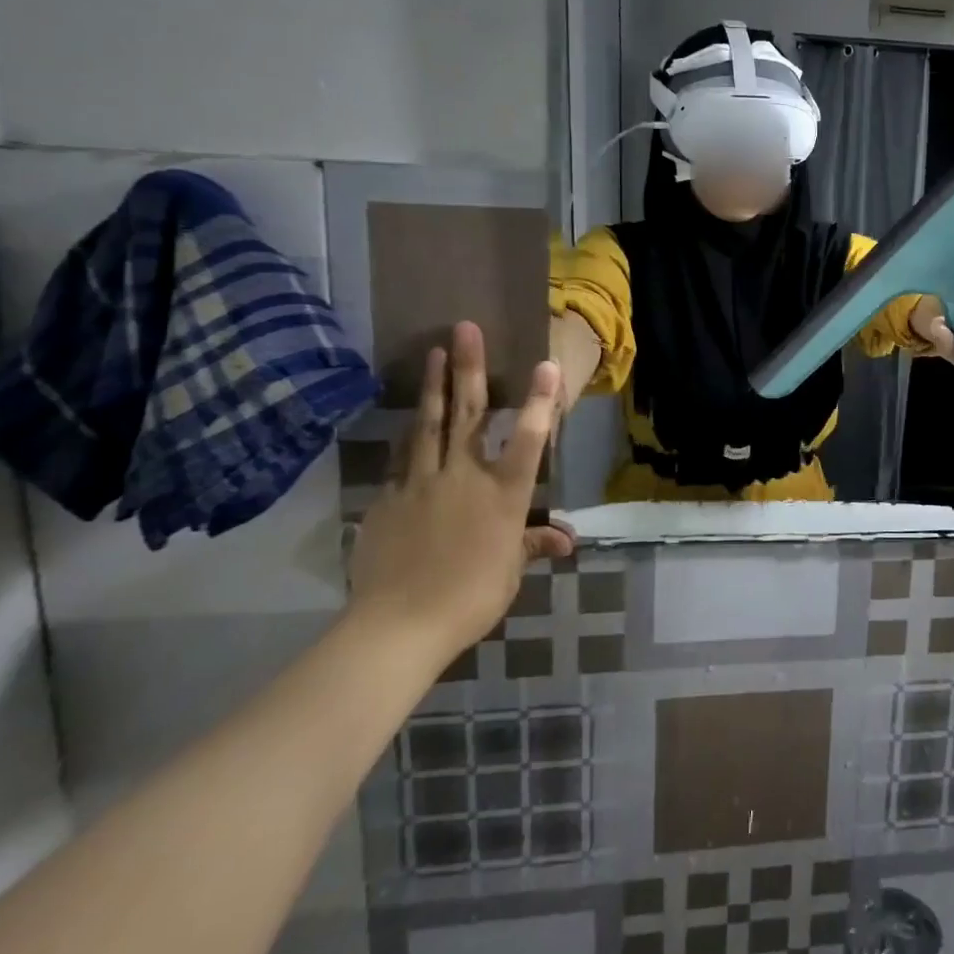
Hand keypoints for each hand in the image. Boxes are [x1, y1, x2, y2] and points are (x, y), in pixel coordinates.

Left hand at [348, 322, 575, 664]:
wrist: (399, 625)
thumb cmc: (470, 597)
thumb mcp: (510, 571)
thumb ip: (532, 544)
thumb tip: (565, 540)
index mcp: (503, 494)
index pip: (527, 439)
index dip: (538, 401)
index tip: (544, 365)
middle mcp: (464, 477)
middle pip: (467, 414)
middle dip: (470, 368)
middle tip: (465, 329)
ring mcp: (421, 484)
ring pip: (428, 425)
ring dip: (433, 386)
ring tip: (434, 352)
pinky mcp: (388, 501)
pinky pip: (403, 462)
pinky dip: (409, 438)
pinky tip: (409, 423)